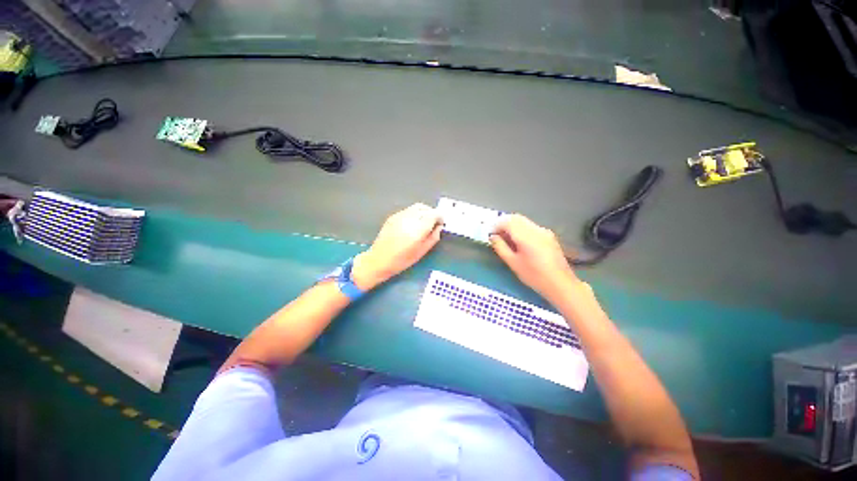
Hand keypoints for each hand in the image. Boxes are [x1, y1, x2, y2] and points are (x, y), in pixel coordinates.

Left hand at [352, 203, 442, 289]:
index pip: (433, 214)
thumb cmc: (402, 260)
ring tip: (424, 222)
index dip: (440, 217)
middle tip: (434, 222)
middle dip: (433, 214)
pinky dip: (415, 213)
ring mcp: (399, 216)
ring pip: (417, 207)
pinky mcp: (393, 216)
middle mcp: (408, 220)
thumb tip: (439, 227)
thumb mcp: (422, 252)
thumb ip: (433, 237)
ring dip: (424, 212)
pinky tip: (413, 223)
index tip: (441, 223)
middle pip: (426, 208)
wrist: (379, 260)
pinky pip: (408, 210)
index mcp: (417, 230)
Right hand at [489, 214, 579, 302]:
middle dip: (503, 224)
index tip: (490, 235)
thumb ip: (501, 247)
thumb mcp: (513, 263)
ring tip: (505, 239)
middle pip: (516, 218)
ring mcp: (544, 231)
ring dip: (512, 226)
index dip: (496, 225)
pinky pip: (530, 226)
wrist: (561, 284)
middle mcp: (536, 229)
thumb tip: (493, 237)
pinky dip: (520, 229)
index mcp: (526, 236)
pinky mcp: (548, 235)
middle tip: (496, 235)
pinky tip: (518, 242)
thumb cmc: (534, 276)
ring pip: (523, 221)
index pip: (507, 221)